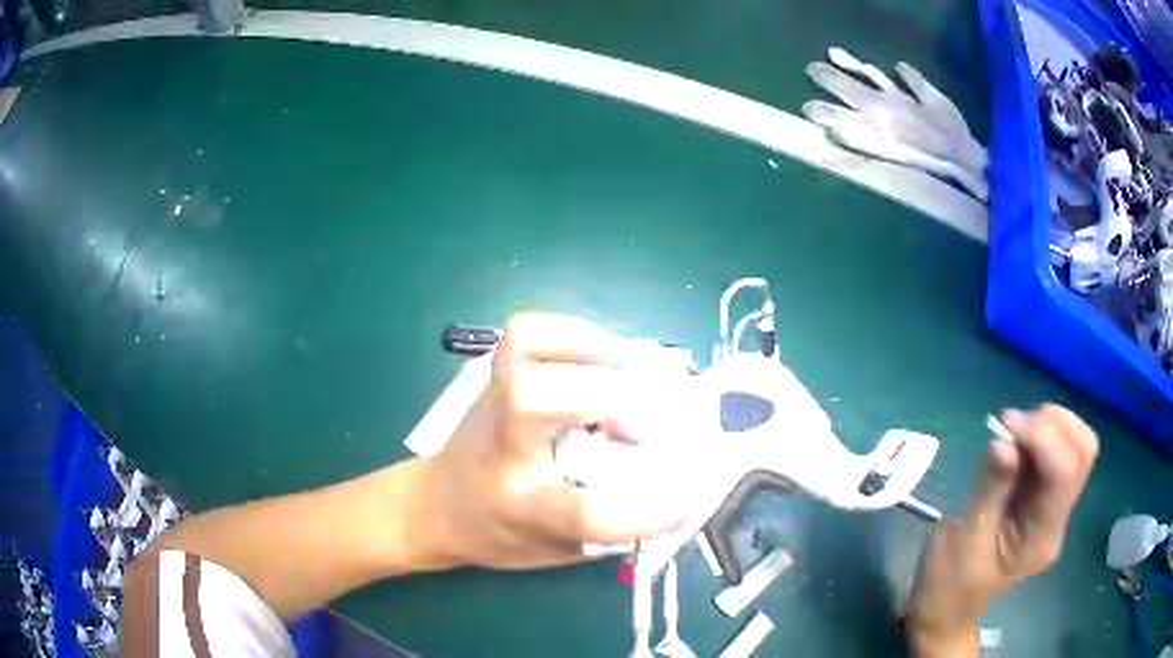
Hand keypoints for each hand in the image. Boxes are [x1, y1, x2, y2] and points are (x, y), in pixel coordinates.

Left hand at [421, 313, 691, 569]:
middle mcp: (501, 447)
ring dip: (589, 348)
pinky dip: (573, 332)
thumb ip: (609, 529)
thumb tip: (671, 489)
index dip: (641, 513)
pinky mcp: (494, 376)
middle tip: (639, 424)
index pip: (580, 515)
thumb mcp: (556, 550)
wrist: (436, 505)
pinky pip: (528, 332)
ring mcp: (493, 402)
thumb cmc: (500, 533)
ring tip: (625, 369)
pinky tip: (599, 355)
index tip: (686, 503)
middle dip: (604, 398)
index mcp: (520, 508)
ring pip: (524, 347)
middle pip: (533, 400)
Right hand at [908, 405, 1098, 655]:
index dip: (1042, 436)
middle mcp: (1058, 520)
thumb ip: (989, 489)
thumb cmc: (947, 586)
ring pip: (1077, 446)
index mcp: (1041, 538)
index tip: (1005, 423)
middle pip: (1083, 451)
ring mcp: (1056, 510)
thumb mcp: (961, 541)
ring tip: (1014, 432)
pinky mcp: (1046, 501)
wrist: (947, 614)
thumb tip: (1004, 440)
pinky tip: (1017, 444)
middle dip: (1054, 423)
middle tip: (1014, 426)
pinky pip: (1060, 454)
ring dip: (1050, 425)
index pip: (1064, 471)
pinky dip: (1042, 435)